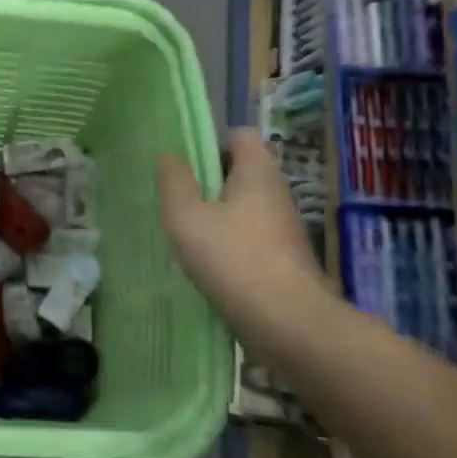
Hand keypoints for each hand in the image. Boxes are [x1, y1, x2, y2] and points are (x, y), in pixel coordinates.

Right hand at [157, 130, 323, 333]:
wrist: (288, 322)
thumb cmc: (233, 258)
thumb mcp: (186, 216)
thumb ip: (174, 182)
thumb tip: (168, 155)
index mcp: (257, 171)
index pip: (240, 135)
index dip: (212, 141)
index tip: (185, 163)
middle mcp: (277, 192)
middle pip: (242, 170)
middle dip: (209, 180)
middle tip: (178, 199)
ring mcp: (285, 227)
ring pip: (245, 205)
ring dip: (218, 214)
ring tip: (188, 232)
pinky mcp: (285, 257)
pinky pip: (252, 234)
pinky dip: (231, 241)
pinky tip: (209, 261)